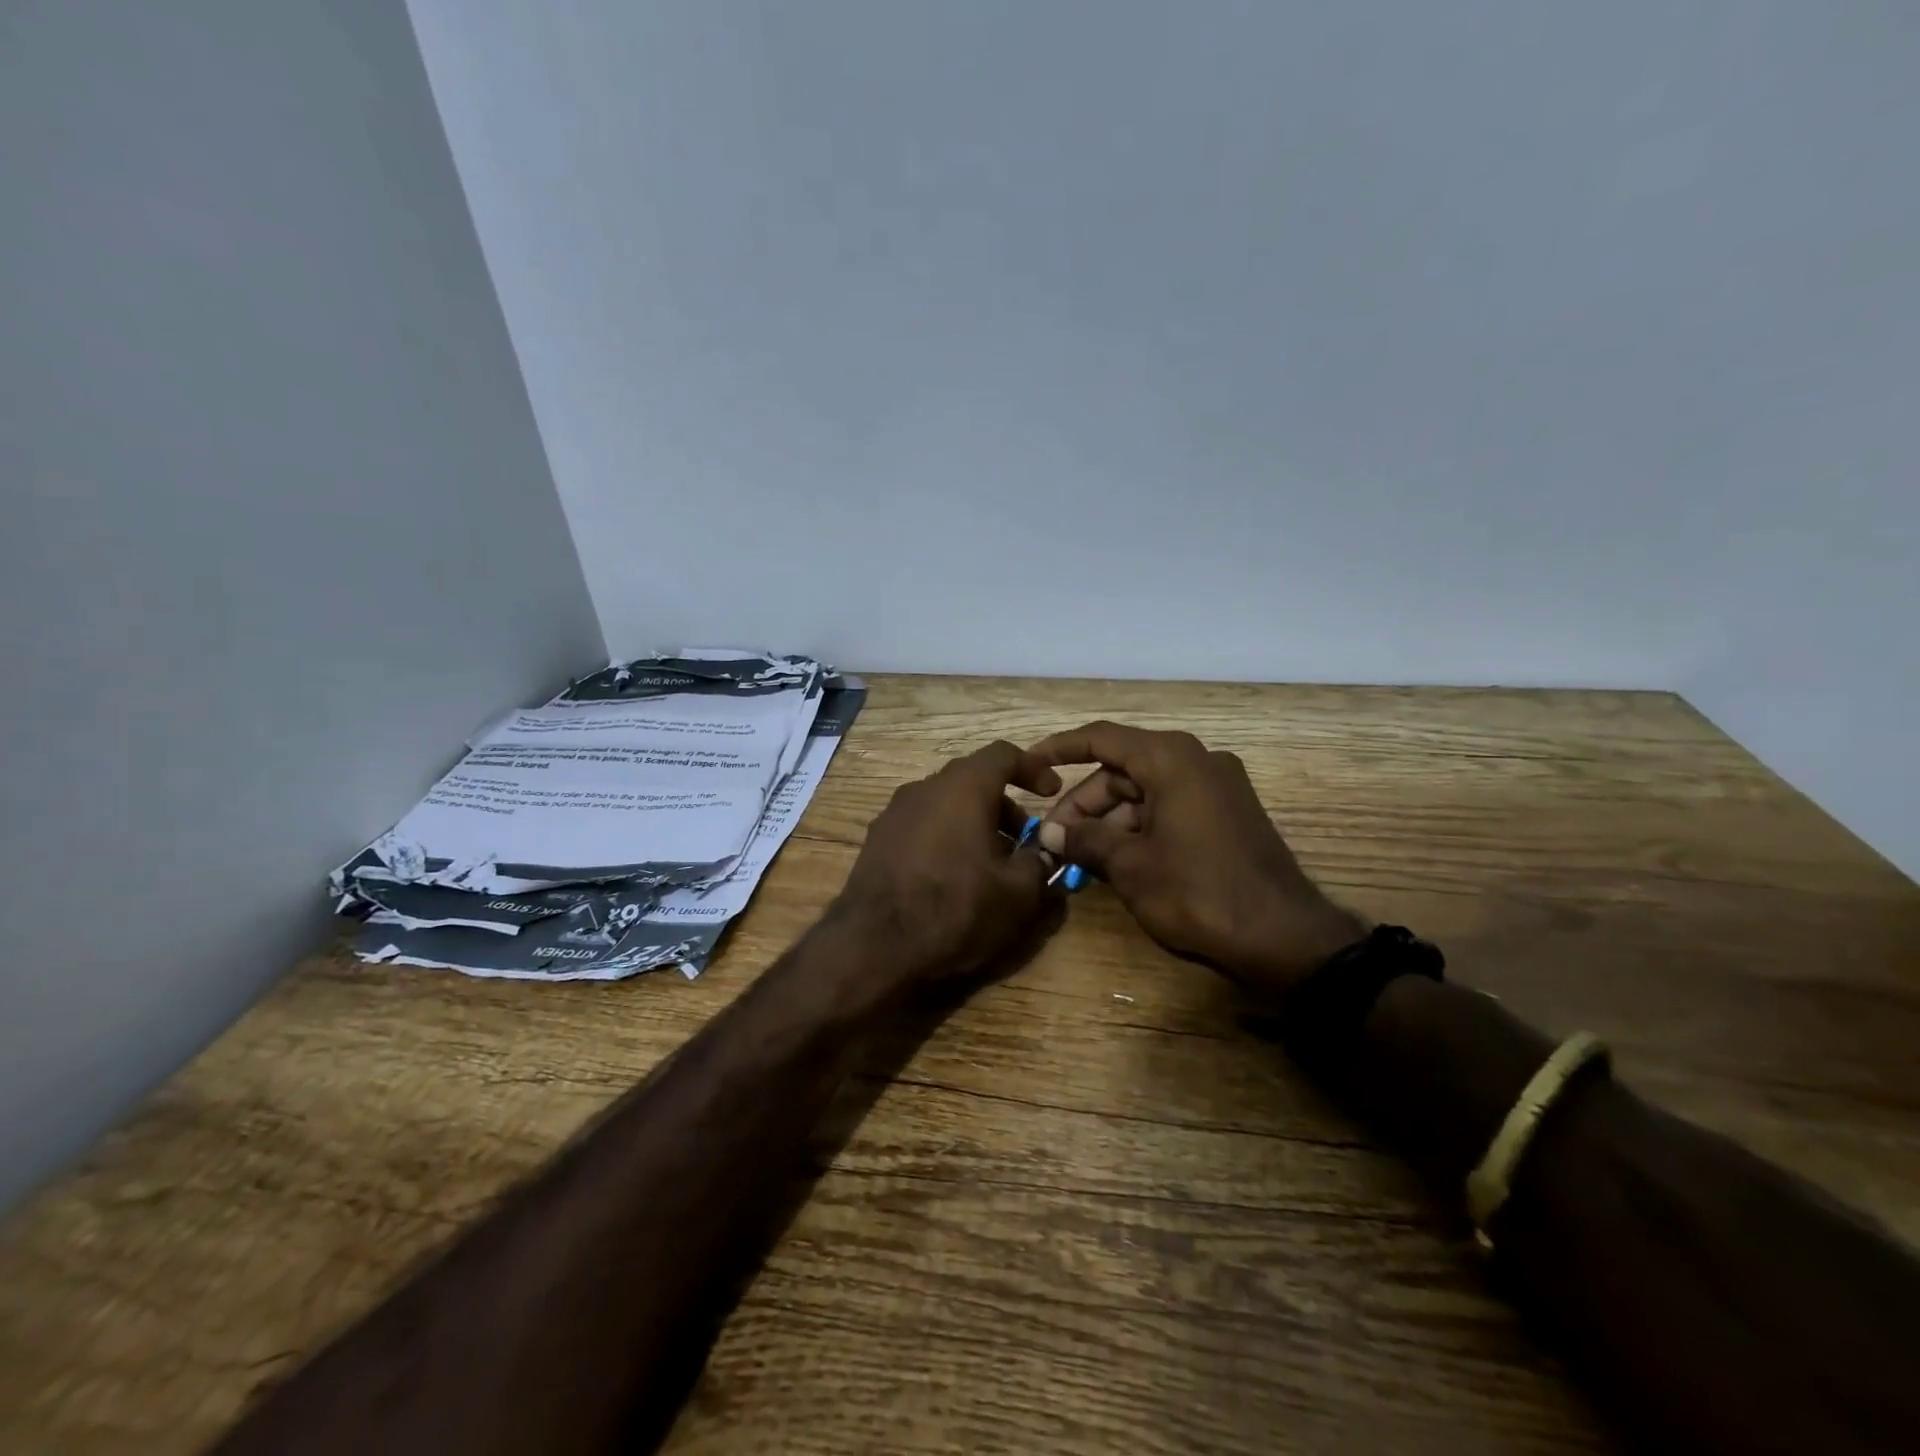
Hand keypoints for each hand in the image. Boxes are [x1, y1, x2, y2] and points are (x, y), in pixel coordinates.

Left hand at [833, 740, 1063, 984]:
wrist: (873, 945)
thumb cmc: (955, 908)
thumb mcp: (1016, 893)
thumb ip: (1039, 862)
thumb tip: (1046, 851)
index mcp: (963, 787)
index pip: (1004, 754)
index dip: (1033, 768)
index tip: (1051, 793)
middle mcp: (925, 788)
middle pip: (972, 779)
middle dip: (1004, 804)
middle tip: (1024, 839)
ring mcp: (895, 812)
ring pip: (945, 803)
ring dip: (974, 822)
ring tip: (991, 864)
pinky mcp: (877, 839)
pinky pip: (922, 824)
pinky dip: (945, 836)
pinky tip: (952, 876)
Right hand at [1028, 722, 1366, 995]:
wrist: (1284, 937)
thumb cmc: (1198, 892)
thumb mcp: (1130, 866)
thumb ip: (1085, 839)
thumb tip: (1050, 833)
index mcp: (1171, 759)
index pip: (1102, 738)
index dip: (1060, 748)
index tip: (1029, 764)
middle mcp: (1196, 760)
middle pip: (1122, 770)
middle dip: (1083, 803)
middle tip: (1053, 839)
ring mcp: (1216, 787)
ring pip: (1144, 792)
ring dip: (1108, 821)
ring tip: (1078, 858)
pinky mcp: (1227, 814)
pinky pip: (1169, 807)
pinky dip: (1138, 828)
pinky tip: (1114, 861)